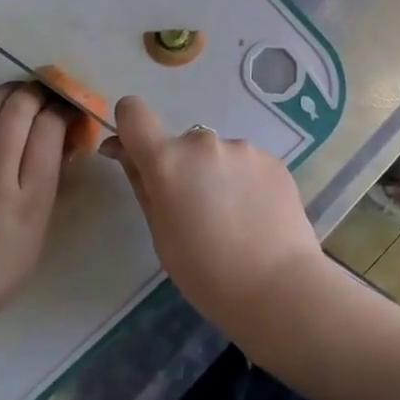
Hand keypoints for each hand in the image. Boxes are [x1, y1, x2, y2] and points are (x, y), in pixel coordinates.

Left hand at [0, 83, 69, 338]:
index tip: (68, 108)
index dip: (62, 110)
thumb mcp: (38, 237)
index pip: (49, 131)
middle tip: (46, 90)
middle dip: (37, 91)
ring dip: (7, 92)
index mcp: (29, 200)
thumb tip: (64, 148)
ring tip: (19, 90)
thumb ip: (53, 189)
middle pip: (18, 112)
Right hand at [103, 96, 325, 339]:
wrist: (279, 287)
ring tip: (233, 219)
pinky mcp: (272, 159)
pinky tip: (256, 216)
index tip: (136, 152)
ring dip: (216, 175)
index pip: (133, 113)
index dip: (129, 126)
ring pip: (217, 155)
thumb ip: (141, 183)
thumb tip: (121, 149)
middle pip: (181, 144)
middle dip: (183, 168)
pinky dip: (244, 182)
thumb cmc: (206, 272)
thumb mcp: (160, 233)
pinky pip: (246, 163)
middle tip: (196, 212)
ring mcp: (242, 148)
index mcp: (168, 161)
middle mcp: (204, 142)